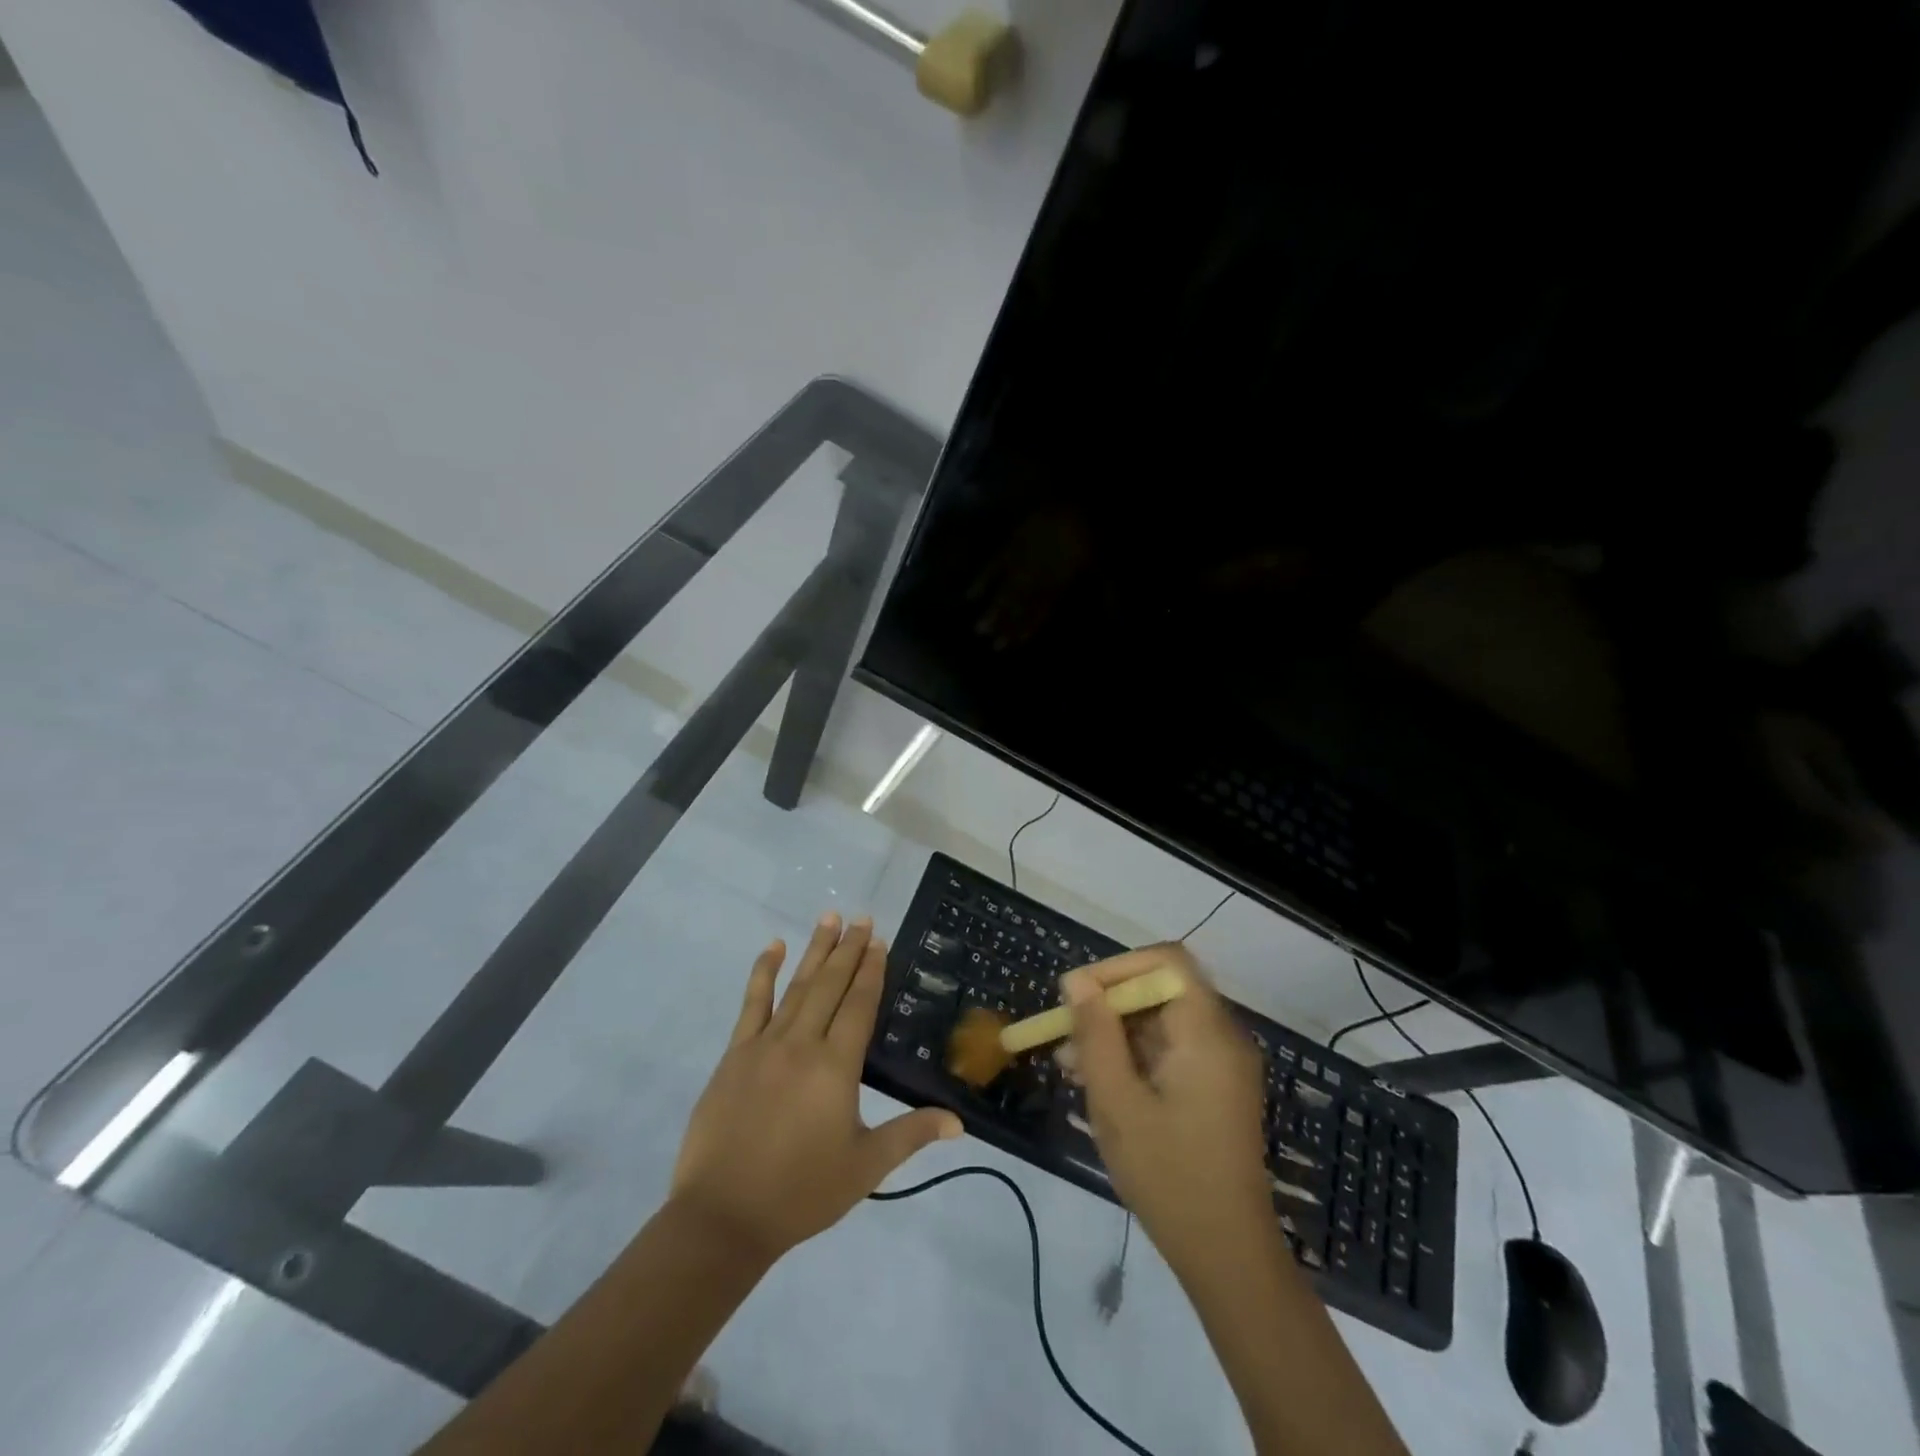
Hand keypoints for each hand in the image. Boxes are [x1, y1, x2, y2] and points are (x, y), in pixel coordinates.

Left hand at [670, 913, 961, 1265]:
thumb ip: (911, 1135)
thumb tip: (958, 1122)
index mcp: (835, 1066)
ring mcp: (764, 1045)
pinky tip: (772, 947)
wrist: (723, 1217)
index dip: (871, 971)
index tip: (879, 940)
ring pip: (796, 986)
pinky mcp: (735, 1055)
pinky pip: (751, 1004)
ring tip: (829, 918)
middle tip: (862, 918)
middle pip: (830, 985)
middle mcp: (802, 1043)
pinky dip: (762, 972)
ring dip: (814, 950)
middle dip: (848, 949)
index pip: (859, 1005)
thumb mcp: (864, 1167)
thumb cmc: (801, 1192)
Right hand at [1062, 944, 1274, 1277]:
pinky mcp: (1213, 1087)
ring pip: (1159, 1021)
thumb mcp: (1117, 1101)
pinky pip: (1168, 1050)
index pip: (1166, 961)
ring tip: (1068, 1064)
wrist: (1228, 1256)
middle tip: (1064, 1034)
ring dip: (1113, 1033)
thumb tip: (1078, 981)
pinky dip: (1131, 1056)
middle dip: (1107, 1005)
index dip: (1118, 967)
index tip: (1077, 993)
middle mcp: (1221, 1037)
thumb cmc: (1169, 1175)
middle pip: (1160, 990)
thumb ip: (1096, 1034)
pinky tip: (1095, 1081)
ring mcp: (1220, 1063)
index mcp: (1206, 1032)